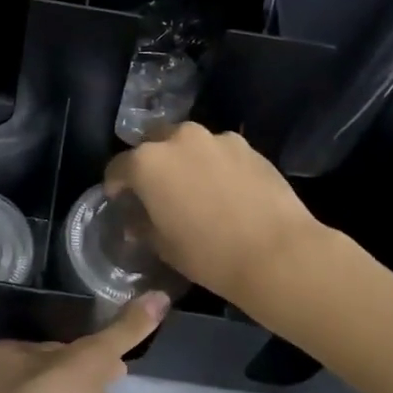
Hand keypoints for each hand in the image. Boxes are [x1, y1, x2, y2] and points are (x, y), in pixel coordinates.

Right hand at [104, 123, 324, 309]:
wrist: (277, 253)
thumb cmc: (208, 254)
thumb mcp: (163, 246)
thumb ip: (142, 225)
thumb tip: (136, 219)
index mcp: (147, 162)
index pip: (117, 167)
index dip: (116, 186)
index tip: (121, 201)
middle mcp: (178, 139)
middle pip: (153, 145)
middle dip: (151, 165)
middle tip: (158, 192)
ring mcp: (216, 138)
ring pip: (188, 145)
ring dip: (184, 161)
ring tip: (195, 189)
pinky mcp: (247, 146)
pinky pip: (219, 152)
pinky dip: (215, 165)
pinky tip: (226, 191)